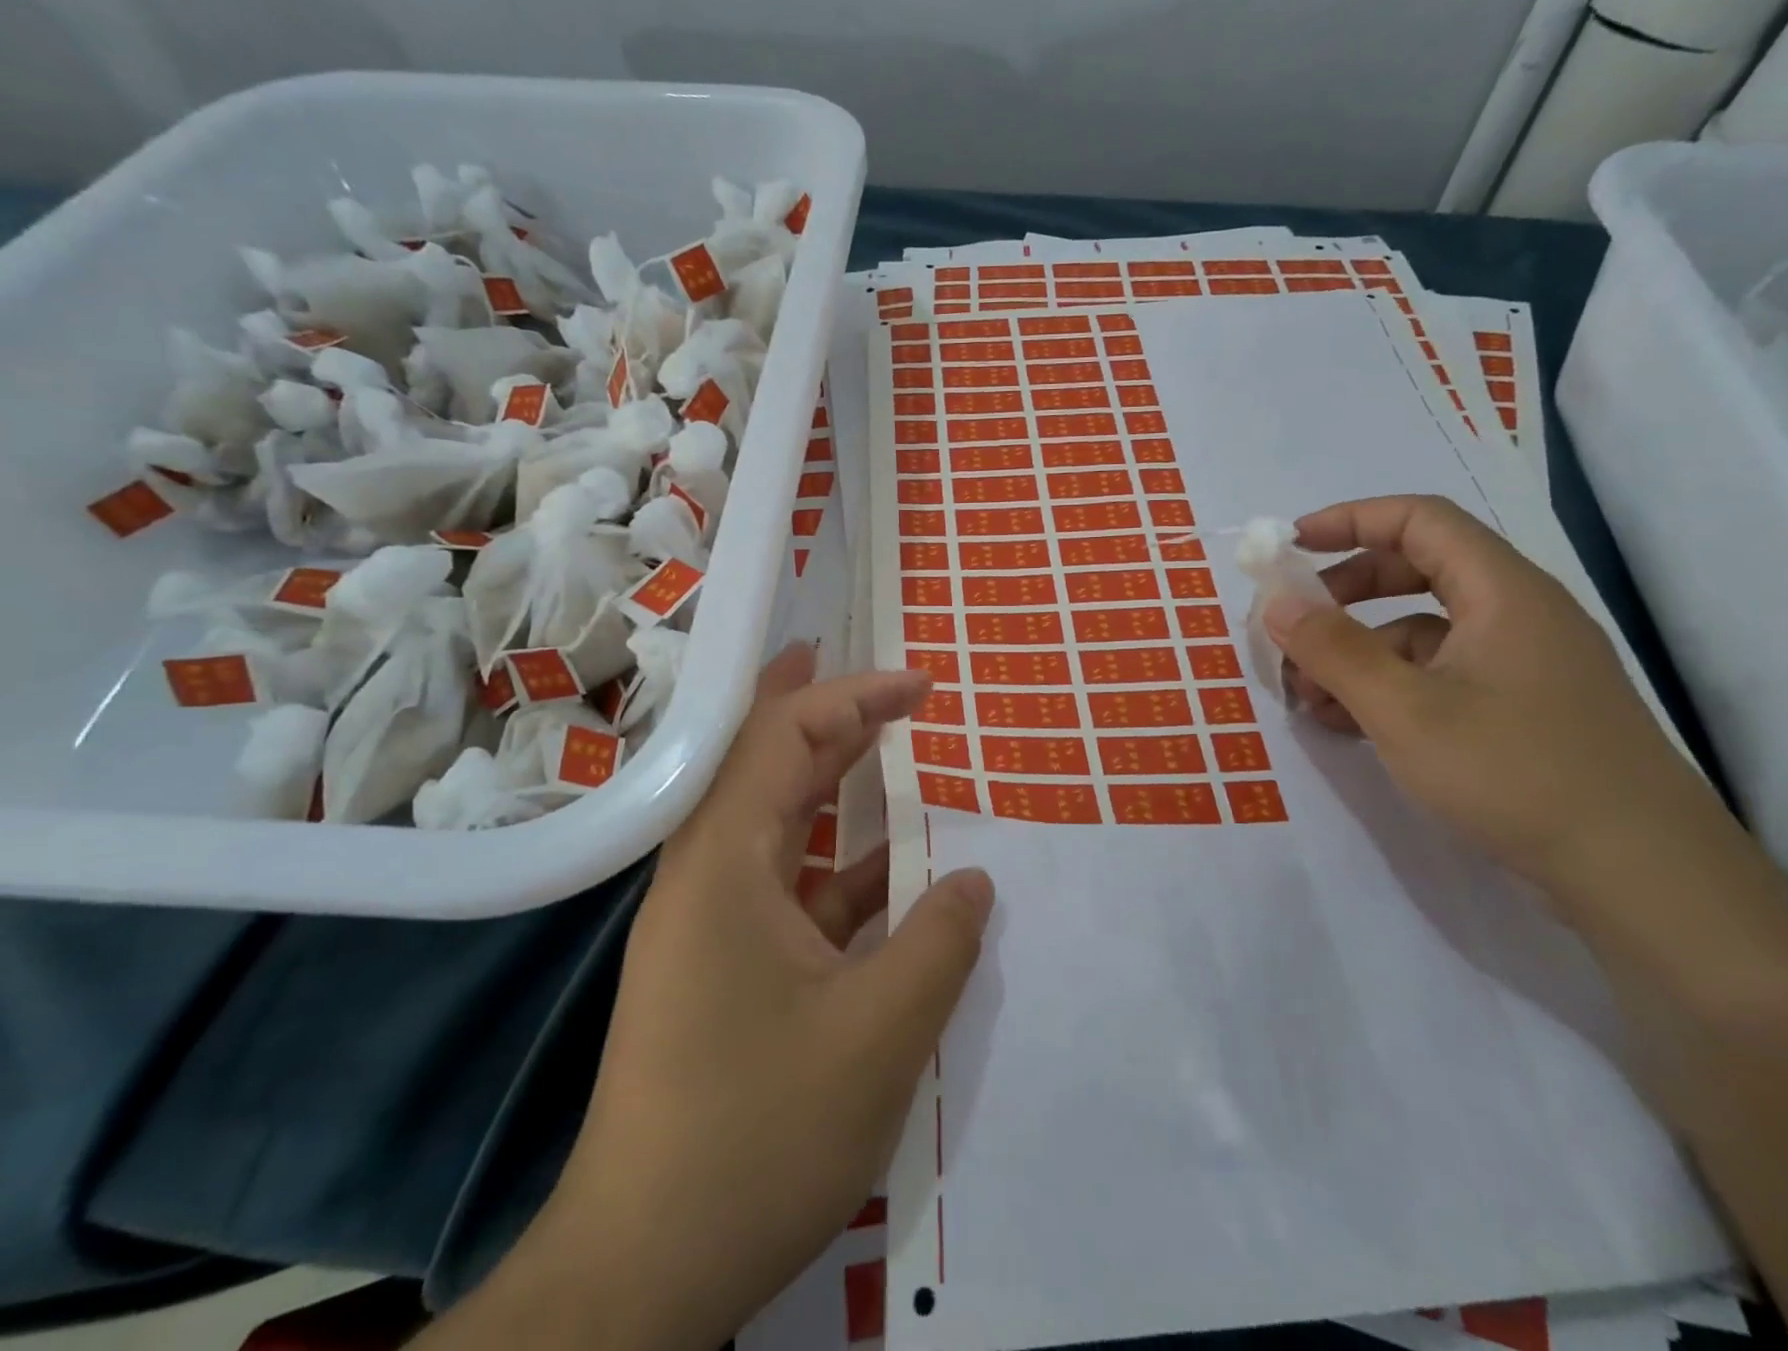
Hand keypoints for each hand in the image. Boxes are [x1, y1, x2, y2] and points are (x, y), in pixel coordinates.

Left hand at [423, 646, 992, 1350]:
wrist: (644, 1272)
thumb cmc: (757, 1136)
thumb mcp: (877, 1034)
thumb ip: (939, 942)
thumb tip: (975, 879)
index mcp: (725, 864)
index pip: (784, 738)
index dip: (853, 697)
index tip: (917, 683)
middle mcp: (706, 875)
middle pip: (772, 766)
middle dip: (837, 718)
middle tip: (901, 691)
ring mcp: (711, 921)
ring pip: (782, 825)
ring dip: (838, 788)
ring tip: (894, 754)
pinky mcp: (723, 964)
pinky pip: (790, 887)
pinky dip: (843, 868)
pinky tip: (895, 875)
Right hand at [1266, 495, 1723, 897]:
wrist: (1641, 877)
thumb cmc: (1516, 773)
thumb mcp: (1404, 710)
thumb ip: (1333, 651)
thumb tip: (1276, 603)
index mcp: (1502, 592)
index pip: (1419, 520)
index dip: (1350, 521)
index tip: (1290, 548)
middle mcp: (1515, 615)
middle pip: (1416, 571)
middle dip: (1344, 594)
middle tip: (1293, 626)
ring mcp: (1519, 666)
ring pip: (1421, 632)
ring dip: (1357, 652)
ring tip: (1307, 697)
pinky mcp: (1517, 711)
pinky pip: (1437, 676)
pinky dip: (1386, 688)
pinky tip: (1346, 725)